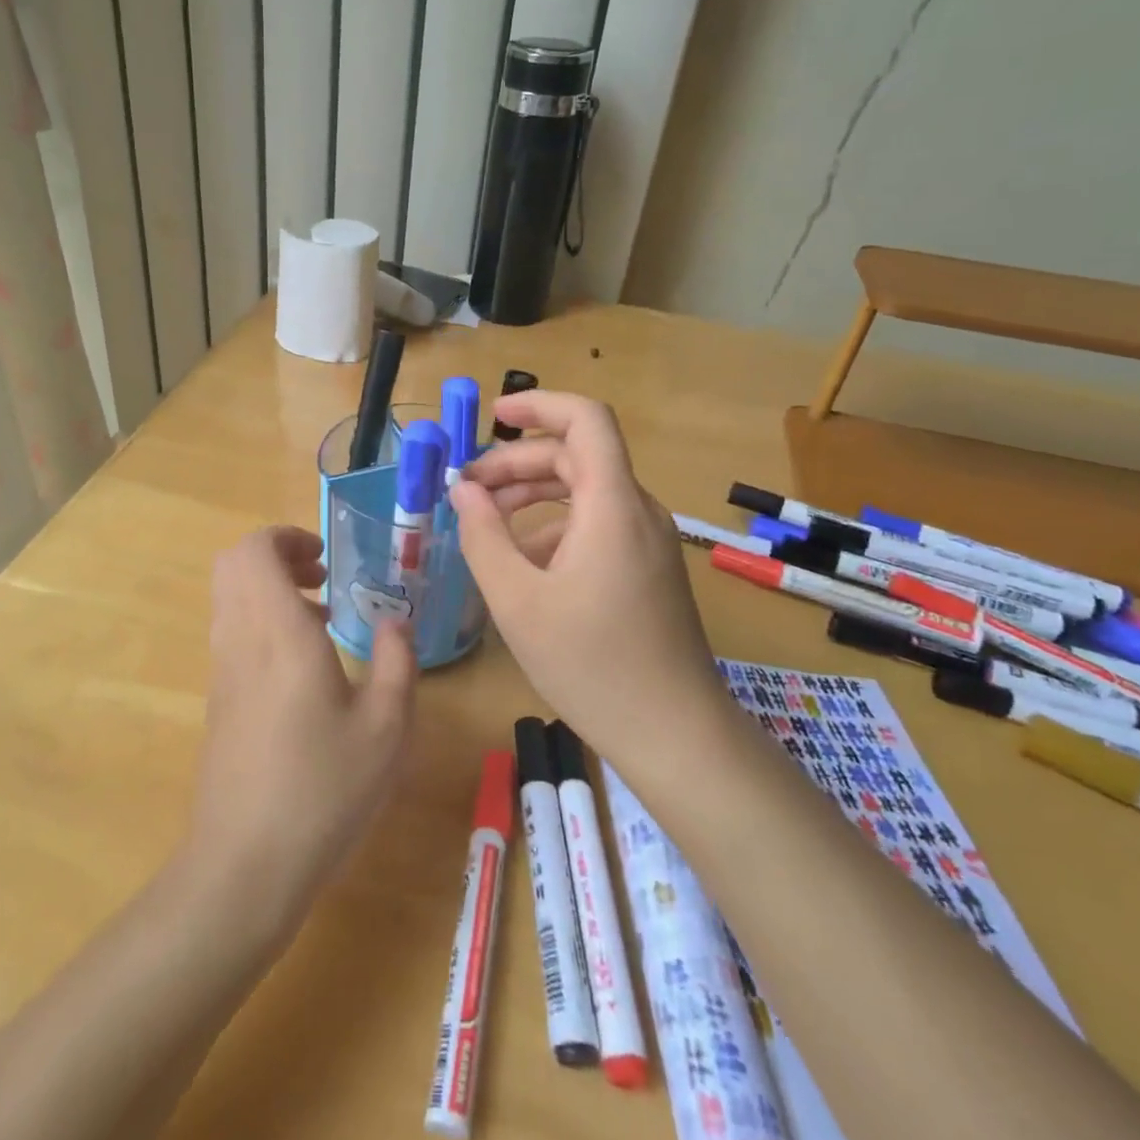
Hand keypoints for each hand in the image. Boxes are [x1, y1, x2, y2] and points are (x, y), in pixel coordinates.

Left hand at [188, 526, 419, 927]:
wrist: (244, 865)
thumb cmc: (323, 790)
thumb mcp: (386, 727)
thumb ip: (397, 661)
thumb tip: (396, 620)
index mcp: (277, 632)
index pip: (253, 550)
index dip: (286, 537)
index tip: (326, 558)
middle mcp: (240, 639)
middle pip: (233, 565)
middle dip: (277, 556)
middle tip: (322, 578)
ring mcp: (222, 670)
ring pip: (230, 597)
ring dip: (270, 589)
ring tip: (322, 619)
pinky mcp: (218, 699)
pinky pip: (232, 631)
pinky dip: (262, 622)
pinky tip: (304, 667)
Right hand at [449, 392, 732, 756]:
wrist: (676, 734)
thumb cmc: (592, 665)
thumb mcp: (517, 601)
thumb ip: (483, 537)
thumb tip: (463, 491)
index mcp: (611, 506)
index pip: (586, 420)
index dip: (539, 405)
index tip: (493, 417)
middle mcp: (636, 511)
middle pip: (576, 457)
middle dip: (517, 463)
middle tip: (467, 490)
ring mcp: (647, 541)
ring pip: (585, 492)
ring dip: (532, 494)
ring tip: (485, 522)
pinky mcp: (648, 569)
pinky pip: (597, 525)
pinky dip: (555, 527)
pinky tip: (522, 564)